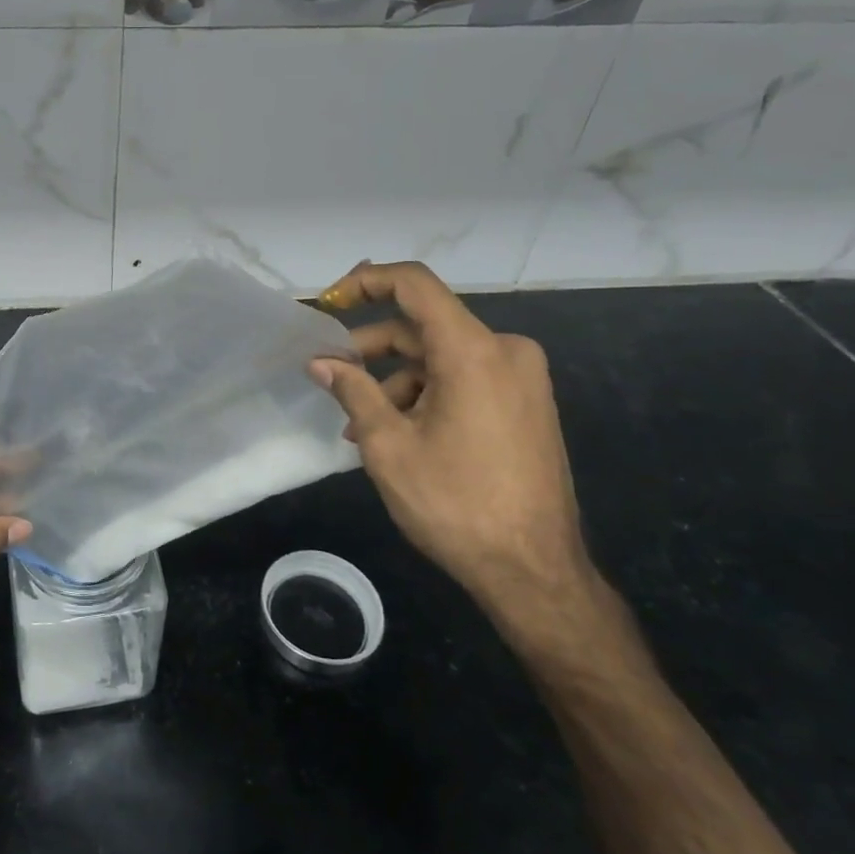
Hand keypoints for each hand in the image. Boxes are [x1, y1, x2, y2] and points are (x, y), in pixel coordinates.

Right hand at [311, 261, 593, 634]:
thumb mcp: (388, 444)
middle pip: (423, 326)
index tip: (328, 304)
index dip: (365, 282)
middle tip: (330, 375)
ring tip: (358, 423)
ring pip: (440, 357)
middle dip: (371, 348)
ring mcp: (520, 378)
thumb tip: (319, 361)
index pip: (414, 284)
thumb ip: (352, 390)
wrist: (534, 571)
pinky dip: (424, 394)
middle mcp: (505, 350)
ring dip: (394, 380)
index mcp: (474, 350)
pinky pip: (463, 379)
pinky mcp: (525, 403)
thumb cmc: (455, 503)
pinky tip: (395, 433)